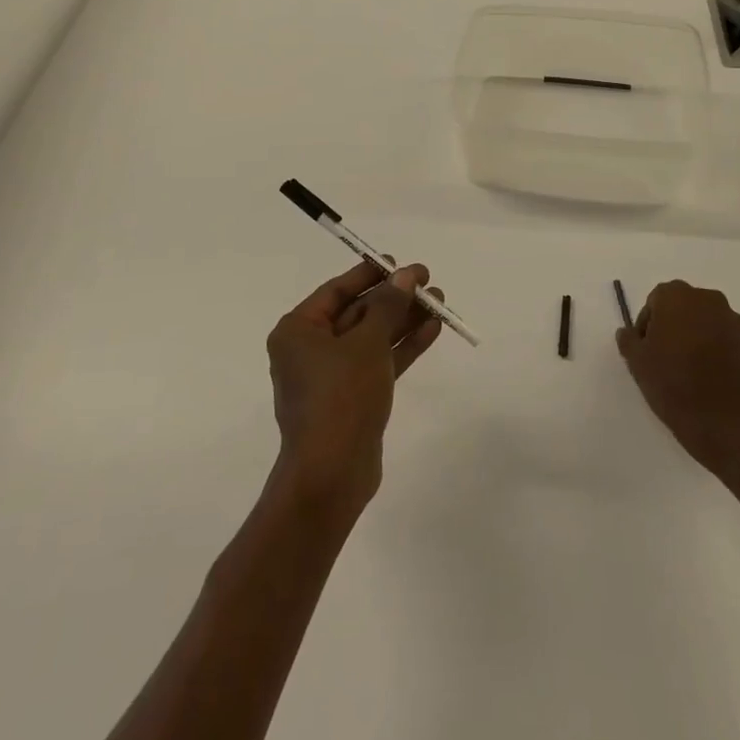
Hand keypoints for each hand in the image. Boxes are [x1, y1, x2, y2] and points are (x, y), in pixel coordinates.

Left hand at [266, 260, 442, 517]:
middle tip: (429, 282)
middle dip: (395, 299)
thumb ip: (388, 306)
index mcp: (298, 330)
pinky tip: (432, 330)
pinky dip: (402, 347)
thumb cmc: (341, 396)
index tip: (402, 264)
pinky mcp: (353, 398)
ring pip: (372, 338)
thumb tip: (405, 276)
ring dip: (404, 320)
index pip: (337, 290)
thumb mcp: (367, 343)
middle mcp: (310, 349)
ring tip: (441, 303)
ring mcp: (332, 376)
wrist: (331, 474)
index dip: (371, 275)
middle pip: (358, 313)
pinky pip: (379, 362)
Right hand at [617, 280, 739, 480]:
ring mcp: (735, 323)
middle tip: (664, 358)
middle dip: (673, 326)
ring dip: (696, 337)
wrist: (727, 426)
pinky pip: (727, 341)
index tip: (646, 350)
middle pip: (683, 307)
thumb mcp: (637, 363)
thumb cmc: (674, 386)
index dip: (647, 324)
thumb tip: (628, 332)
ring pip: (707, 323)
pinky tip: (710, 379)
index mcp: (678, 297)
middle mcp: (709, 301)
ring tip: (689, 371)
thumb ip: (629, 340)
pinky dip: (717, 352)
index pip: (656, 300)